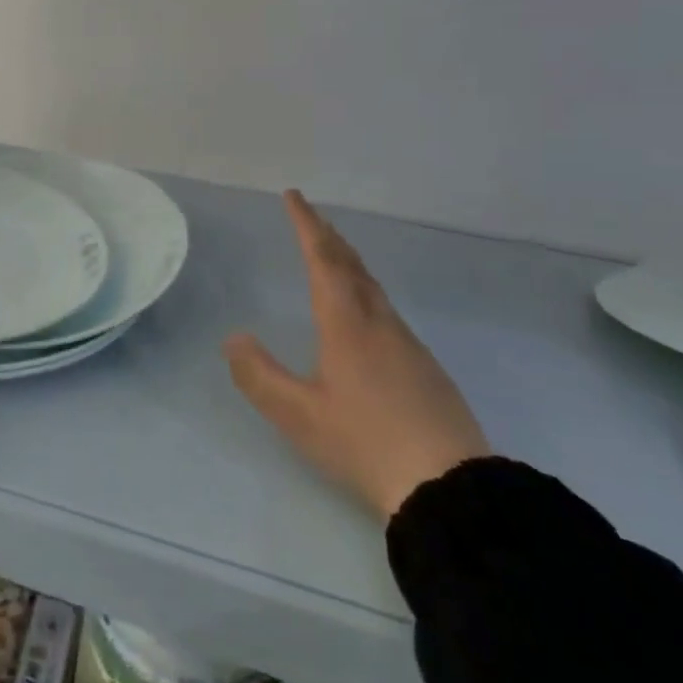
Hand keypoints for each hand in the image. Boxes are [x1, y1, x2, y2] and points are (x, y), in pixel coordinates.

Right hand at [226, 191, 489, 518]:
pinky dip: (365, 290)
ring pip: (373, 287)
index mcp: (346, 324)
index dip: (306, 225)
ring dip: (349, 262)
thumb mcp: (298, 414)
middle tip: (311, 216)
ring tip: (333, 255)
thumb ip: (259, 375)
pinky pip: (386, 310)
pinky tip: (364, 314)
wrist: (450, 486)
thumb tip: (232, 338)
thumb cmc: (365, 442)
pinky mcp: (426, 368)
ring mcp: (408, 344)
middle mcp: (379, 323)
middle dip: (328, 236)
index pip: (323, 259)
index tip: (293, 196)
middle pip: (352, 266)